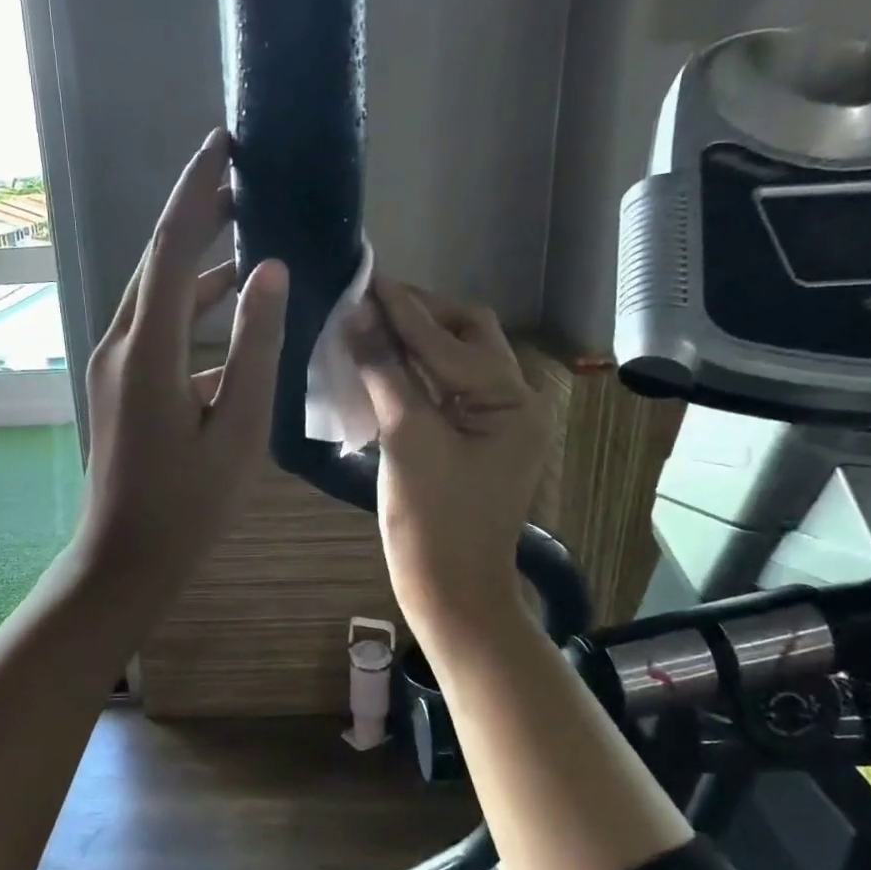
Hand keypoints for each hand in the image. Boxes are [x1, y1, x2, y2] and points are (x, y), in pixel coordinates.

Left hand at [71, 129, 288, 603]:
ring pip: (157, 296)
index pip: (172, 246)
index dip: (198, 191)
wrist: (124, 560)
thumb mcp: (238, 428)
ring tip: (245, 241)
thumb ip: (254, 346)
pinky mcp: (117, 387)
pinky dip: (191, 315)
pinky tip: (230, 326)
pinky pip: (156, 332)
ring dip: (197, 267)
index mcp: (148, 350)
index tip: (223, 144)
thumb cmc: (188, 505)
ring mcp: (113, 366)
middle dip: (197, 216)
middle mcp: (121, 344)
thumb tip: (268, 270)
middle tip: (242, 181)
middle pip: (158, 262)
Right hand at [350, 275, 547, 637]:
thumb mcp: (407, 439)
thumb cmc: (431, 521)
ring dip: (413, 342)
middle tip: (369, 303)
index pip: (451, 340)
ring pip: (453, 362)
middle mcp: (514, 402)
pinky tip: (378, 364)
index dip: (404, 309)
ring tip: (368, 324)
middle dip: (419, 316)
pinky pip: (443, 390)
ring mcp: (494, 423)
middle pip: (466, 338)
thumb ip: (384, 372)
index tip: (365, 278)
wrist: (448, 591)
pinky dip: (412, 373)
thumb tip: (356, 314)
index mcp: (512, 401)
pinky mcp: (472, 440)